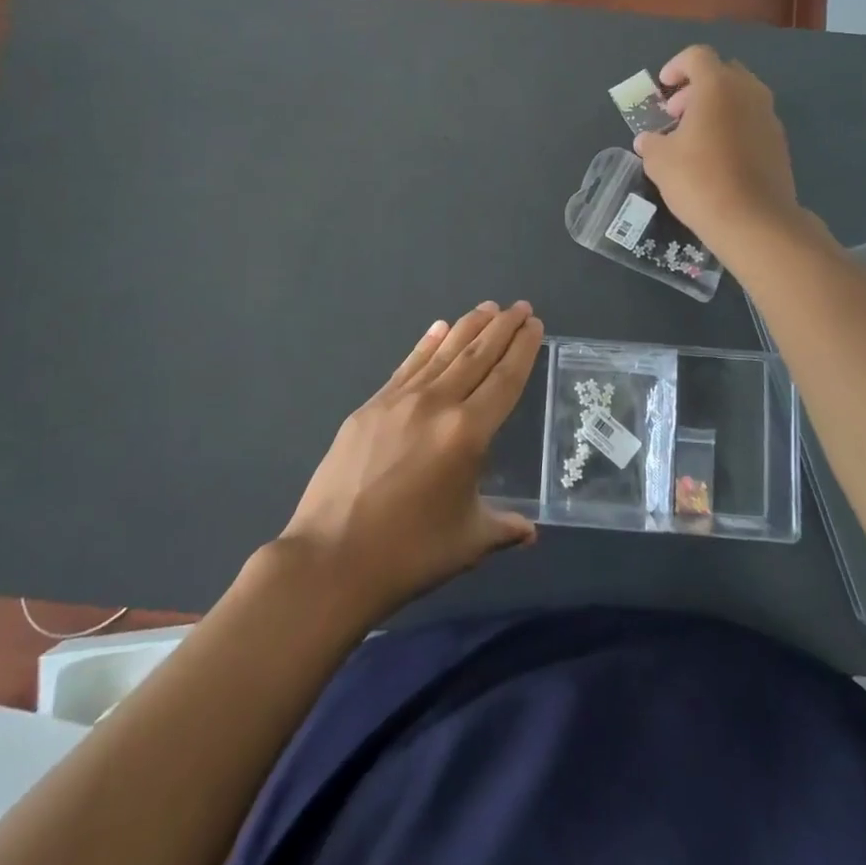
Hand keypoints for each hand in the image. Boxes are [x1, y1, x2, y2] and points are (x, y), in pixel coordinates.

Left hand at [280, 302, 543, 621]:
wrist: (331, 558)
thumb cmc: (409, 554)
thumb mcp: (468, 542)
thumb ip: (503, 527)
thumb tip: (529, 531)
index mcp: (468, 433)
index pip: (504, 379)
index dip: (522, 349)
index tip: (535, 324)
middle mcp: (437, 404)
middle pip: (476, 356)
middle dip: (501, 328)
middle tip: (520, 306)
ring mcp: (399, 401)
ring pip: (443, 353)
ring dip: (468, 327)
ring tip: (488, 307)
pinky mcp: (370, 407)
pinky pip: (408, 366)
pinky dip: (426, 344)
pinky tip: (438, 328)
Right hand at [634, 45, 804, 259]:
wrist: (753, 220)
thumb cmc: (699, 179)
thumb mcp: (660, 161)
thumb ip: (651, 143)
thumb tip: (648, 140)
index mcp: (717, 86)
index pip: (697, 56)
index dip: (676, 66)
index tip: (663, 88)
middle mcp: (749, 92)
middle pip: (722, 73)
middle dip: (696, 88)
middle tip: (676, 115)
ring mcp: (769, 117)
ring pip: (740, 98)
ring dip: (716, 108)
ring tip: (695, 138)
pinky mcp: (779, 143)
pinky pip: (752, 121)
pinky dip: (733, 127)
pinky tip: (717, 158)